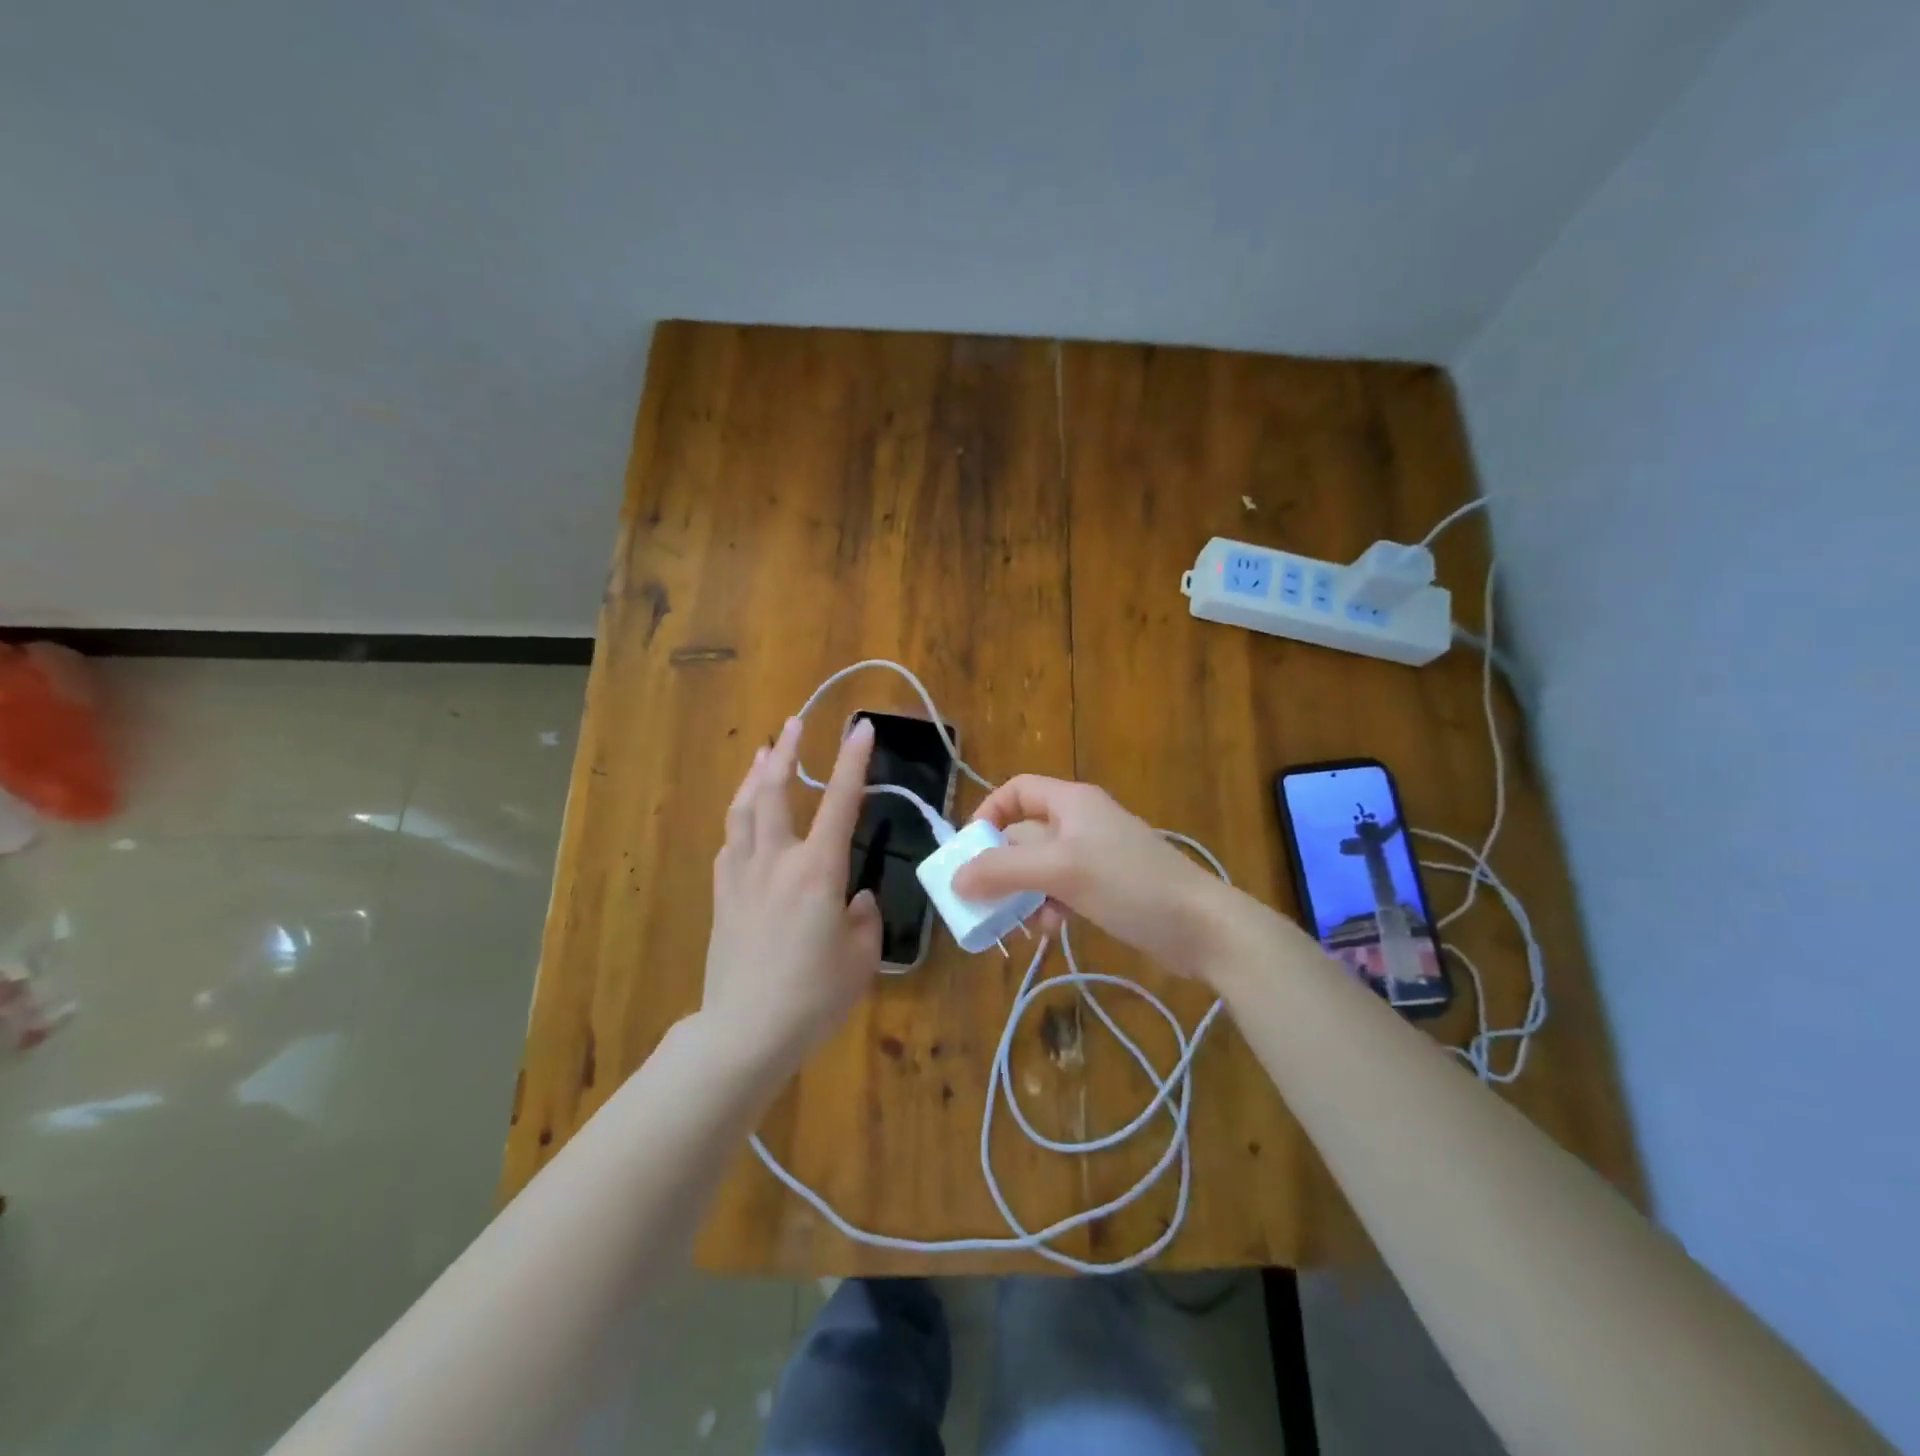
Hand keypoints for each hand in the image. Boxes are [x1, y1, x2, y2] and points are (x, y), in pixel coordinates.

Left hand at [704, 715, 881, 1073]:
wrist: (744, 1032)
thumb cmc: (813, 997)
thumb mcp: (861, 957)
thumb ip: (864, 917)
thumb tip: (855, 898)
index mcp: (817, 871)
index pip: (840, 802)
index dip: (853, 761)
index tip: (860, 727)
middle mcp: (776, 861)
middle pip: (776, 791)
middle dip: (787, 751)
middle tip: (795, 723)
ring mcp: (742, 876)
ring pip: (744, 810)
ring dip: (756, 776)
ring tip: (764, 753)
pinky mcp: (722, 896)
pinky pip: (729, 843)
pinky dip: (740, 818)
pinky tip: (744, 818)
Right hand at [952, 775, 1243, 979]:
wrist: (1201, 927)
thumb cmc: (1128, 883)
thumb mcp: (1059, 871)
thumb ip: (1002, 872)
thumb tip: (955, 879)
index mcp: (1071, 802)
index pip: (1016, 790)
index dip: (988, 813)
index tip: (969, 851)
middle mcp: (1081, 822)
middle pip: (1024, 835)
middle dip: (1002, 867)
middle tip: (981, 900)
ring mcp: (1096, 856)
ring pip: (1041, 868)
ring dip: (1024, 894)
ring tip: (1018, 923)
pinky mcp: (1108, 887)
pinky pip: (1063, 890)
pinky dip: (1050, 907)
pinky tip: (1052, 930)